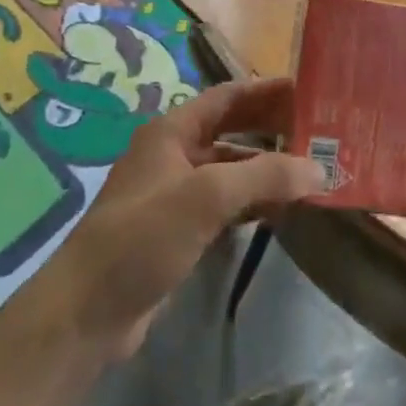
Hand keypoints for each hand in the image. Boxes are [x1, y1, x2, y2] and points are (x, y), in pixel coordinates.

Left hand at [31, 77, 324, 359]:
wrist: (86, 314)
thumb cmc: (142, 236)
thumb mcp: (206, 197)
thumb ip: (264, 176)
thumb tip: (319, 169)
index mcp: (172, 131)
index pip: (228, 96)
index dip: (267, 90)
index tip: (309, 91)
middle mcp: (174, 155)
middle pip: (232, 131)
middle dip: (272, 130)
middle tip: (319, 133)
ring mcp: (175, 195)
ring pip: (231, 171)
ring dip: (266, 170)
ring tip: (311, 173)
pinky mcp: (179, 232)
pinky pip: (225, 206)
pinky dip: (253, 203)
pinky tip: (281, 211)